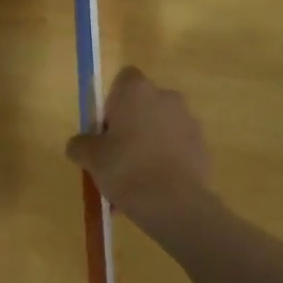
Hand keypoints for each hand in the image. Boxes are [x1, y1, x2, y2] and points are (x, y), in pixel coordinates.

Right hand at [65, 67, 213, 230]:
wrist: (175, 203)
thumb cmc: (127, 169)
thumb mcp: (90, 158)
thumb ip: (80, 144)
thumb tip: (80, 144)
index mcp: (138, 91)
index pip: (124, 79)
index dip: (111, 102)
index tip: (104, 129)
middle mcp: (167, 97)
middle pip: (143, 105)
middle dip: (130, 126)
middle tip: (115, 157)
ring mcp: (189, 122)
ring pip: (160, 129)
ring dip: (148, 146)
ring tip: (134, 183)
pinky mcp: (202, 146)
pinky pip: (176, 149)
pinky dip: (165, 162)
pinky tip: (154, 190)